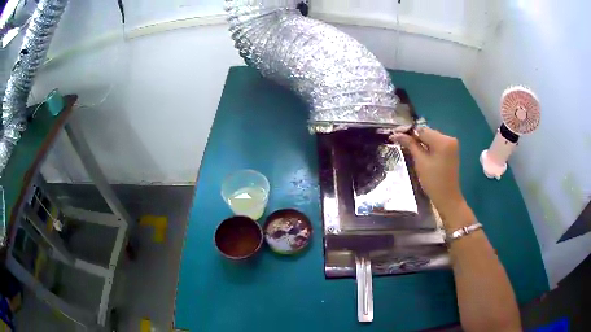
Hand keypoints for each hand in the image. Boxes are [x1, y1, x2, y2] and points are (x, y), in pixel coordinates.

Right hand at [390, 127, 464, 216]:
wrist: (447, 197)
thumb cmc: (433, 181)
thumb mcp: (420, 161)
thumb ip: (410, 144)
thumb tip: (396, 134)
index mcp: (443, 141)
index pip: (422, 130)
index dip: (407, 132)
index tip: (394, 134)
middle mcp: (449, 138)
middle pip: (427, 132)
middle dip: (414, 136)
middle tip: (398, 140)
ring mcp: (451, 144)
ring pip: (431, 137)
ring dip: (420, 141)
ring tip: (406, 145)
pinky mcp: (451, 150)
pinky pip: (436, 143)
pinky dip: (427, 146)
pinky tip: (419, 150)